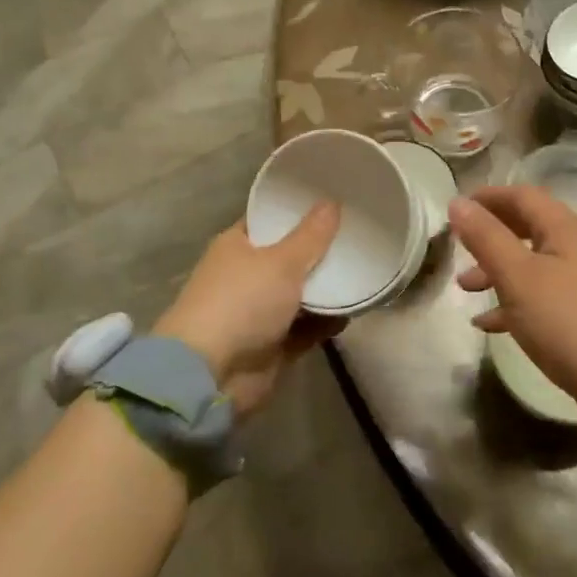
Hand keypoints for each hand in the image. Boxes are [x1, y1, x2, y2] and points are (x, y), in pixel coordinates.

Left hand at [155, 203, 344, 418]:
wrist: (211, 374)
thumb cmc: (242, 302)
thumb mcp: (281, 262)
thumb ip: (311, 236)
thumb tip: (332, 202)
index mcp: (237, 246)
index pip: (269, 219)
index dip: (297, 211)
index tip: (333, 202)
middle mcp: (245, 275)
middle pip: (289, 257)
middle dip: (320, 251)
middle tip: (359, 235)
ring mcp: (258, 312)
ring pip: (300, 294)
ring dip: (327, 288)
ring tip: (365, 270)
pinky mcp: (272, 344)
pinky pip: (306, 327)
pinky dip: (326, 320)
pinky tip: (355, 310)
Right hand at [450, 186, 576, 425]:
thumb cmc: (567, 320)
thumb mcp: (517, 276)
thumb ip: (486, 237)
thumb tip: (458, 202)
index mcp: (566, 229)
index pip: (523, 196)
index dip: (488, 197)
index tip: (456, 209)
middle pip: (529, 228)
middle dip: (491, 236)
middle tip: (459, 248)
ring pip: (534, 264)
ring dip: (498, 271)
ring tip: (465, 289)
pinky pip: (545, 296)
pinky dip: (516, 302)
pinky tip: (489, 324)